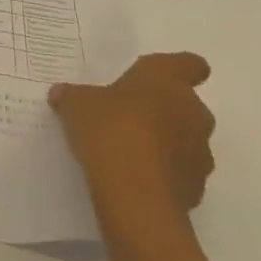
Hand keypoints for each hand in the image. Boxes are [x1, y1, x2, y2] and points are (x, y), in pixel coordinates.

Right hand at [50, 53, 214, 245]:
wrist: (136, 196)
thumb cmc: (110, 131)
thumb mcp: (77, 105)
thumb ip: (72, 96)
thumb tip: (61, 93)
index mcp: (167, 81)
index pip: (189, 64)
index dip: (178, 68)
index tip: (158, 76)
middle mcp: (192, 112)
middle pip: (185, 104)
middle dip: (162, 109)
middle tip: (128, 115)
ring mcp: (199, 152)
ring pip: (185, 139)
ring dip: (165, 142)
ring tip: (129, 151)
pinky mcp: (197, 187)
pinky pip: (180, 171)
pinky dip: (164, 172)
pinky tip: (134, 178)